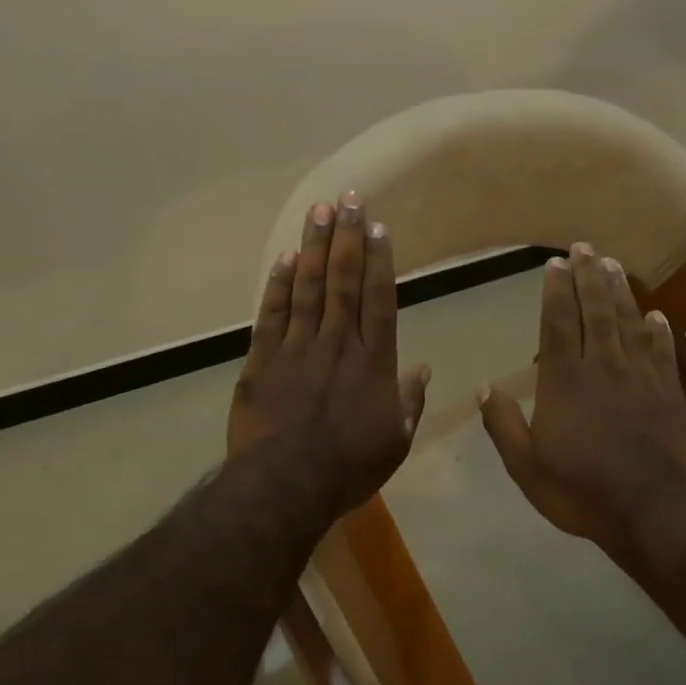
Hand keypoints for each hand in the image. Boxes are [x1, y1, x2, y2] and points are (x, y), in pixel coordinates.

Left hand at [227, 191, 430, 523]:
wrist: (285, 486)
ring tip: (318, 211)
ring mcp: (296, 348)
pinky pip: (271, 314)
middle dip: (346, 237)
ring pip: (306, 287)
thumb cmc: (349, 467)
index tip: (377, 226)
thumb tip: (424, 369)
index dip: (379, 260)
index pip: (379, 298)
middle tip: (348, 198)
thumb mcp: (395, 440)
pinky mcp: (261, 360)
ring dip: (313, 247)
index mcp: (372, 361)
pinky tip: (283, 259)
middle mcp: (336, 342)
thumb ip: (410, 400)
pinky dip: (277, 286)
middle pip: (343, 280)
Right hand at [478, 242, 685, 548]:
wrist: (653, 509)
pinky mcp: (669, 393)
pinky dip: (659, 332)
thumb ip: (504, 425)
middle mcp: (602, 366)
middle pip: (596, 311)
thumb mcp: (526, 466)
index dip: (556, 291)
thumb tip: (484, 387)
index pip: (558, 323)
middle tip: (584, 247)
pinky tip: (657, 315)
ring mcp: (640, 376)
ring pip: (628, 322)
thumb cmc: (582, 489)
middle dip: (588, 276)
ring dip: (620, 292)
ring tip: (613, 265)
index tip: (555, 264)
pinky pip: (662, 352)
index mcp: (564, 380)